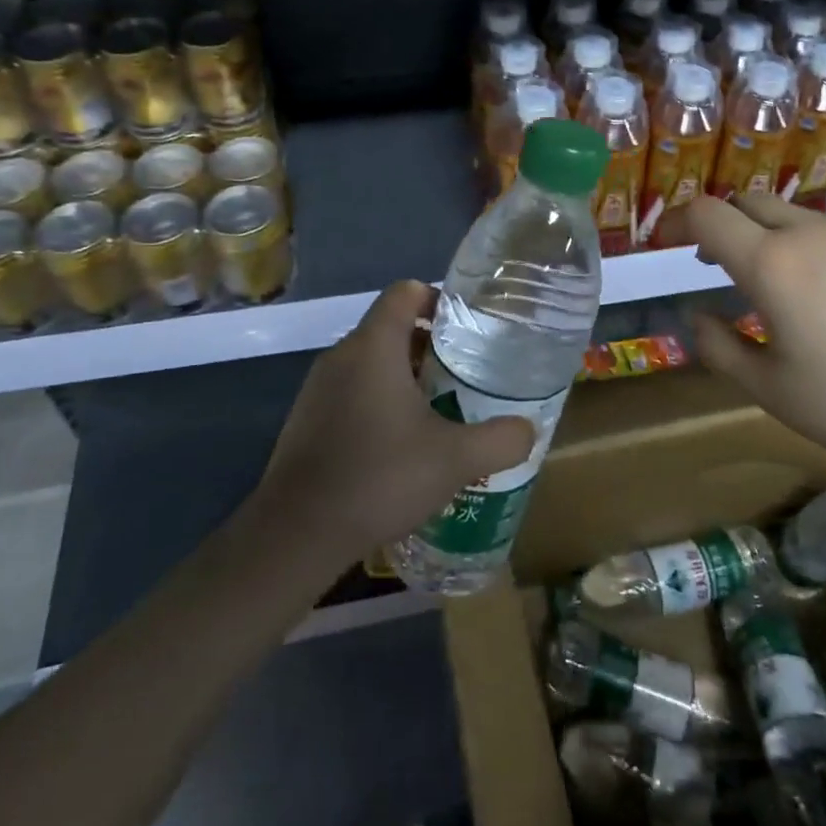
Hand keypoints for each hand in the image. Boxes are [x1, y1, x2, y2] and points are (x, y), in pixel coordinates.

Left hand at [253, 280, 536, 561]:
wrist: (297, 533)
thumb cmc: (379, 478)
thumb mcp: (455, 460)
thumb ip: (501, 440)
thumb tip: (528, 430)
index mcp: (374, 345)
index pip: (406, 292)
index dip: (439, 300)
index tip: (468, 330)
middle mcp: (342, 354)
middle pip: (391, 327)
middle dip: (430, 346)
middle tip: (464, 376)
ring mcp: (318, 387)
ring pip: (370, 361)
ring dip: (404, 376)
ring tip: (438, 412)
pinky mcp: (306, 418)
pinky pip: (351, 390)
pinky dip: (378, 400)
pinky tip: (398, 445)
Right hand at [667, 194, 825, 485]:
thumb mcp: (768, 389)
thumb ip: (718, 346)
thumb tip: (696, 316)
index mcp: (772, 264)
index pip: (707, 214)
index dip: (676, 221)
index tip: (664, 243)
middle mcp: (811, 235)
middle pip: (748, 201)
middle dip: (719, 222)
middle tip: (710, 260)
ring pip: (791, 213)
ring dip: (762, 233)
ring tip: (767, 280)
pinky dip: (804, 245)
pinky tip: (822, 292)